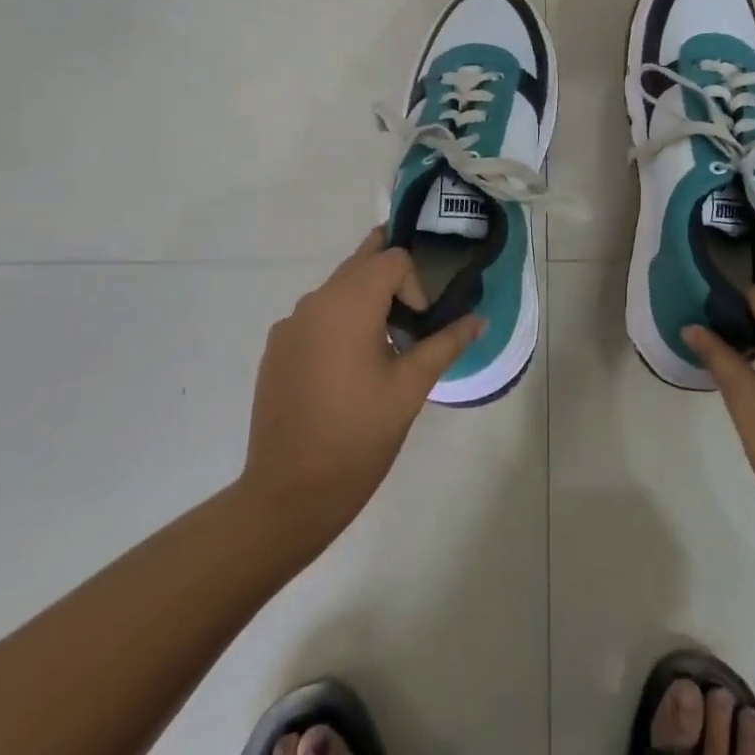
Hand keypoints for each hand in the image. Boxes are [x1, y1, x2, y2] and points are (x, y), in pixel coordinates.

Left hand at [240, 229, 482, 569]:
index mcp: (348, 304)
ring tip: (383, 345)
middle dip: (391, 277)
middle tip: (414, 309)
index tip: (419, 327)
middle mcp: (314, 302)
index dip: (415, 284)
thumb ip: (445, 344)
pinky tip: (347, 369)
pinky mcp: (276, 349)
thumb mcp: (411, 388)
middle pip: (360, 263)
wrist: (288, 495)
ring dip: (365, 299)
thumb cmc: (358, 436)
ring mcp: (289, 325)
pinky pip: (316, 316)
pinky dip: (339, 322)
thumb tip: (478, 320)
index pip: (392, 259)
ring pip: (337, 288)